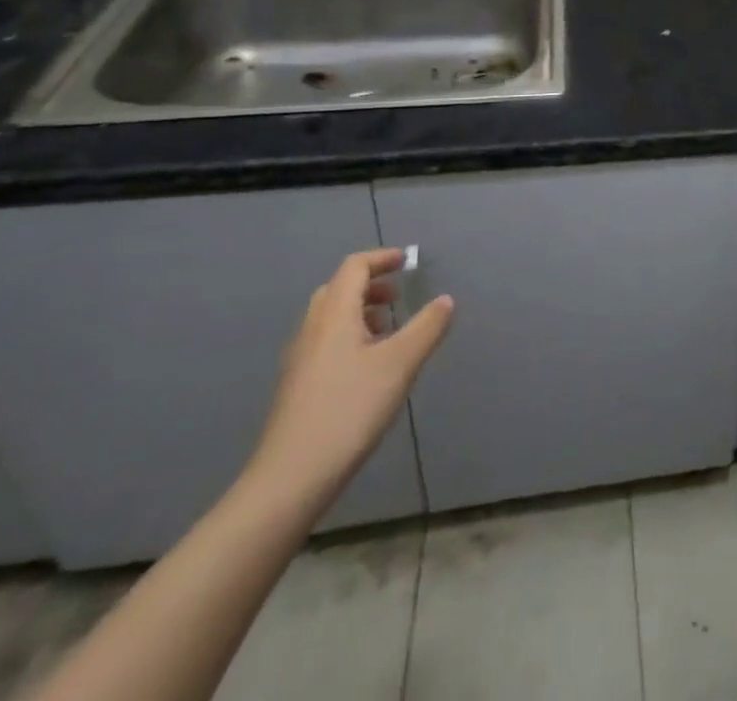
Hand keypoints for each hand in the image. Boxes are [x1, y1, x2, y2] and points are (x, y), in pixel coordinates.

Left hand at [245, 250, 453, 513]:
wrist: (290, 478)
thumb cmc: (349, 410)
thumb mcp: (400, 364)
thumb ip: (427, 327)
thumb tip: (446, 300)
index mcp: (334, 315)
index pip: (354, 268)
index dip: (381, 258)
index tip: (407, 261)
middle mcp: (312, 330)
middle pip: (338, 290)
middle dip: (370, 285)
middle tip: (398, 296)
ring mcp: (300, 360)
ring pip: (330, 319)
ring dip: (361, 312)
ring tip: (390, 330)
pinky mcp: (298, 387)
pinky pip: (326, 343)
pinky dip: (350, 336)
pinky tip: (369, 367)